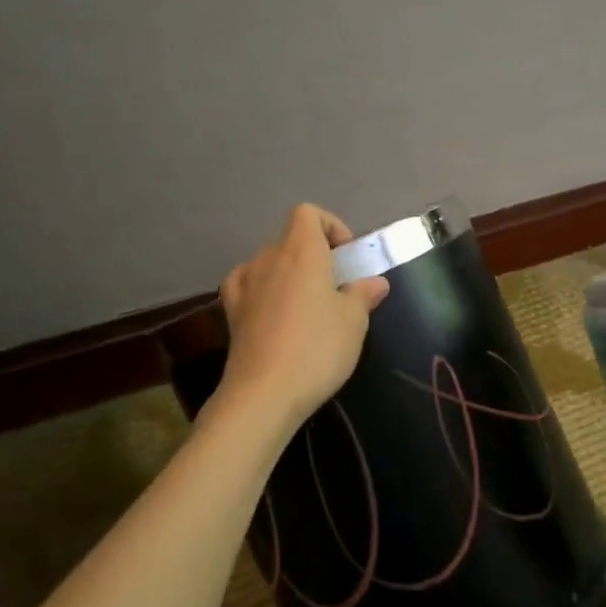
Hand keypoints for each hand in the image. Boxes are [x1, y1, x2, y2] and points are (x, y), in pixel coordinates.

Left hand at [215, 204, 389, 430]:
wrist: (264, 393)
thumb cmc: (317, 348)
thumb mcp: (354, 322)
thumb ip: (363, 295)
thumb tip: (375, 282)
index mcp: (301, 251)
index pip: (308, 213)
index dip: (330, 226)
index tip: (346, 257)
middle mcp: (269, 258)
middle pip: (290, 238)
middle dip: (314, 254)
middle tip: (334, 286)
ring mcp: (244, 283)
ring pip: (269, 262)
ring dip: (288, 273)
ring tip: (306, 304)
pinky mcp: (230, 311)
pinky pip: (247, 284)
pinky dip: (262, 288)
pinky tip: (273, 310)